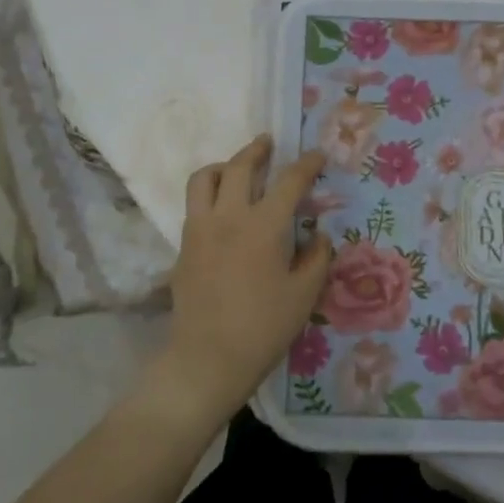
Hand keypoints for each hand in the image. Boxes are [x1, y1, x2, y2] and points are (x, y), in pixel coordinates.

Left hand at [147, 135, 332, 428]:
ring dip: (224, 165)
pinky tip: (223, 209)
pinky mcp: (184, 246)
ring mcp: (200, 229)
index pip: (289, 182)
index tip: (317, 156)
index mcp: (263, 226)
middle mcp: (228, 217)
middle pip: (239, 166)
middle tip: (268, 143)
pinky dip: (209, 193)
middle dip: (256, 150)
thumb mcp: (304, 295)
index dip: (306, 164)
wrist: (207, 358)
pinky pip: (194, 205)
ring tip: (237, 169)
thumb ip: (317, 257)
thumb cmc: (263, 328)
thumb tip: (319, 234)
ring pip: (204, 178)